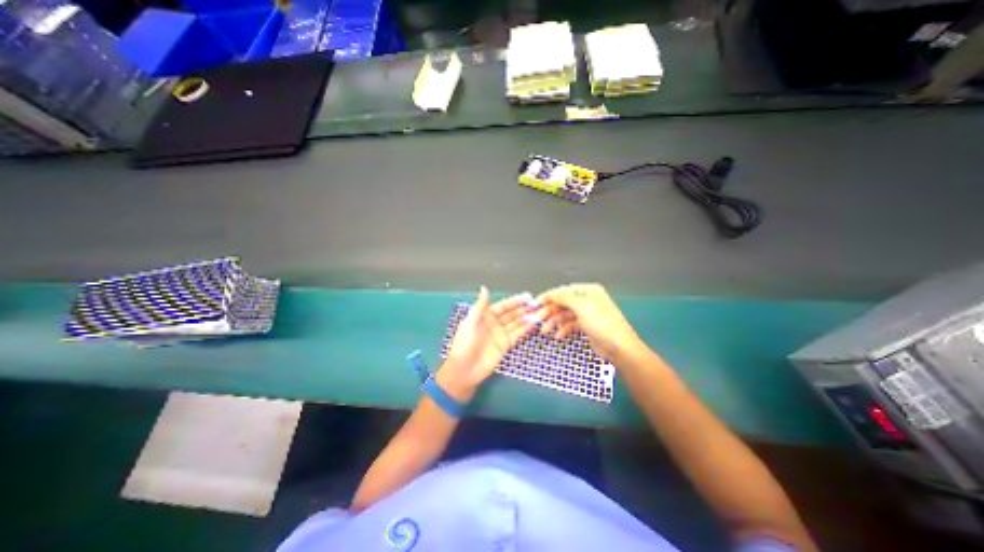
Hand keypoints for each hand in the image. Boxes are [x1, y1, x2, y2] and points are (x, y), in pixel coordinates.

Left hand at [442, 290, 540, 401]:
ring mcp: (501, 334)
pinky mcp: (505, 345)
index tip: (527, 296)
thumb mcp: (470, 322)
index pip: (503, 306)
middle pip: (511, 314)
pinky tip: (534, 323)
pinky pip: (517, 334)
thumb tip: (484, 288)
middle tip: (537, 304)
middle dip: (523, 309)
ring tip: (539, 312)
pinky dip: (525, 329)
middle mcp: (494, 323)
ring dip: (527, 318)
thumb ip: (480, 306)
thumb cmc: (464, 344)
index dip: (514, 301)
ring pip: (516, 323)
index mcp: (485, 315)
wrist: (464, 369)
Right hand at [535, 286, 651, 361]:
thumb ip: (564, 297)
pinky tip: (558, 336)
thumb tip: (551, 293)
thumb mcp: (582, 306)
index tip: (535, 305)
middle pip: (563, 303)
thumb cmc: (601, 323)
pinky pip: (570, 324)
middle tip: (537, 319)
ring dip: (554, 321)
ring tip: (544, 331)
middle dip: (550, 311)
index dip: (549, 297)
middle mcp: (587, 300)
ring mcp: (586, 313)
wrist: (619, 348)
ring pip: (565, 314)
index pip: (563, 290)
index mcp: (588, 291)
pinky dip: (563, 329)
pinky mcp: (586, 326)